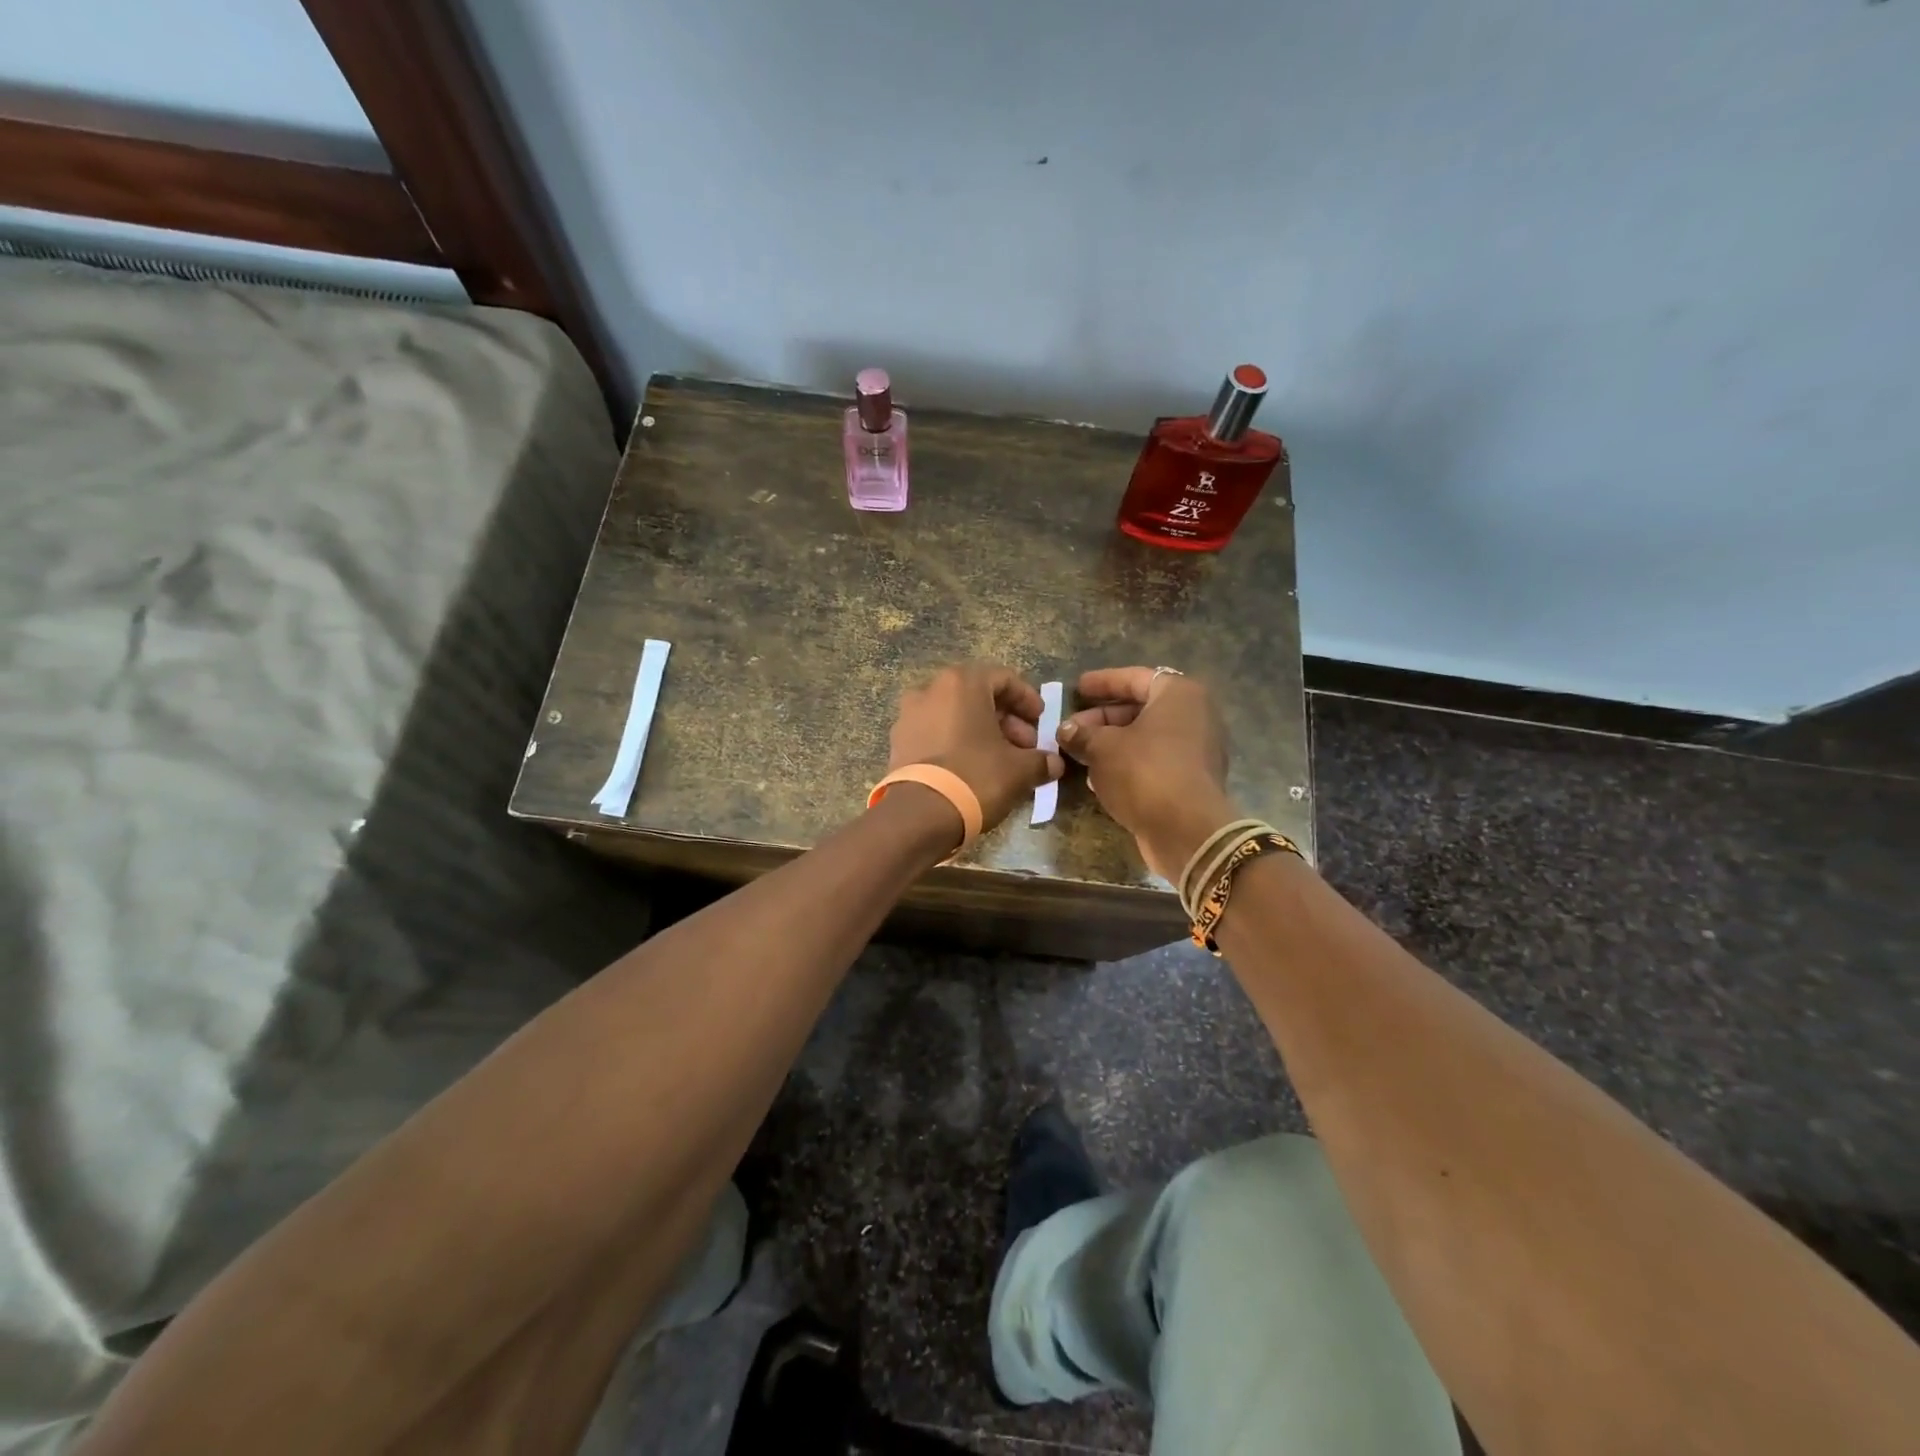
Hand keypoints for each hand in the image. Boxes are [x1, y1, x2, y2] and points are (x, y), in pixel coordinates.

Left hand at [888, 662, 1064, 836]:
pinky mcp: (897, 743)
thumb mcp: (1019, 769)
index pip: (1004, 679)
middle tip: (1025, 747)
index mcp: (961, 683)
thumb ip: (1041, 760)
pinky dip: (957, 744)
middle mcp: (930, 690)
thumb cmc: (976, 776)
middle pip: (977, 696)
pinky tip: (973, 770)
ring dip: (981, 733)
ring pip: (955, 716)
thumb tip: (1054, 763)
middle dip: (1005, 720)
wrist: (920, 814)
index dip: (1027, 699)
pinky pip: (936, 734)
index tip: (1041, 721)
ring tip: (1001, 761)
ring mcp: (908, 716)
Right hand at [1057, 667, 1237, 880]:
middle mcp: (1195, 716)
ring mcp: (1197, 750)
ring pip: (1146, 738)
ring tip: (1079, 752)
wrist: (1186, 830)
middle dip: (1102, 718)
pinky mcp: (1191, 780)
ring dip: (1112, 743)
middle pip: (1141, 708)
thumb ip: (1082, 734)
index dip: (1103, 682)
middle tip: (1071, 728)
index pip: (1135, 678)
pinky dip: (1128, 763)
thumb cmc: (1144, 772)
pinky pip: (1154, 761)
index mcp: (1179, 695)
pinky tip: (1098, 776)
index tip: (1078, 687)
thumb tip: (1066, 730)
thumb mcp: (1102, 748)